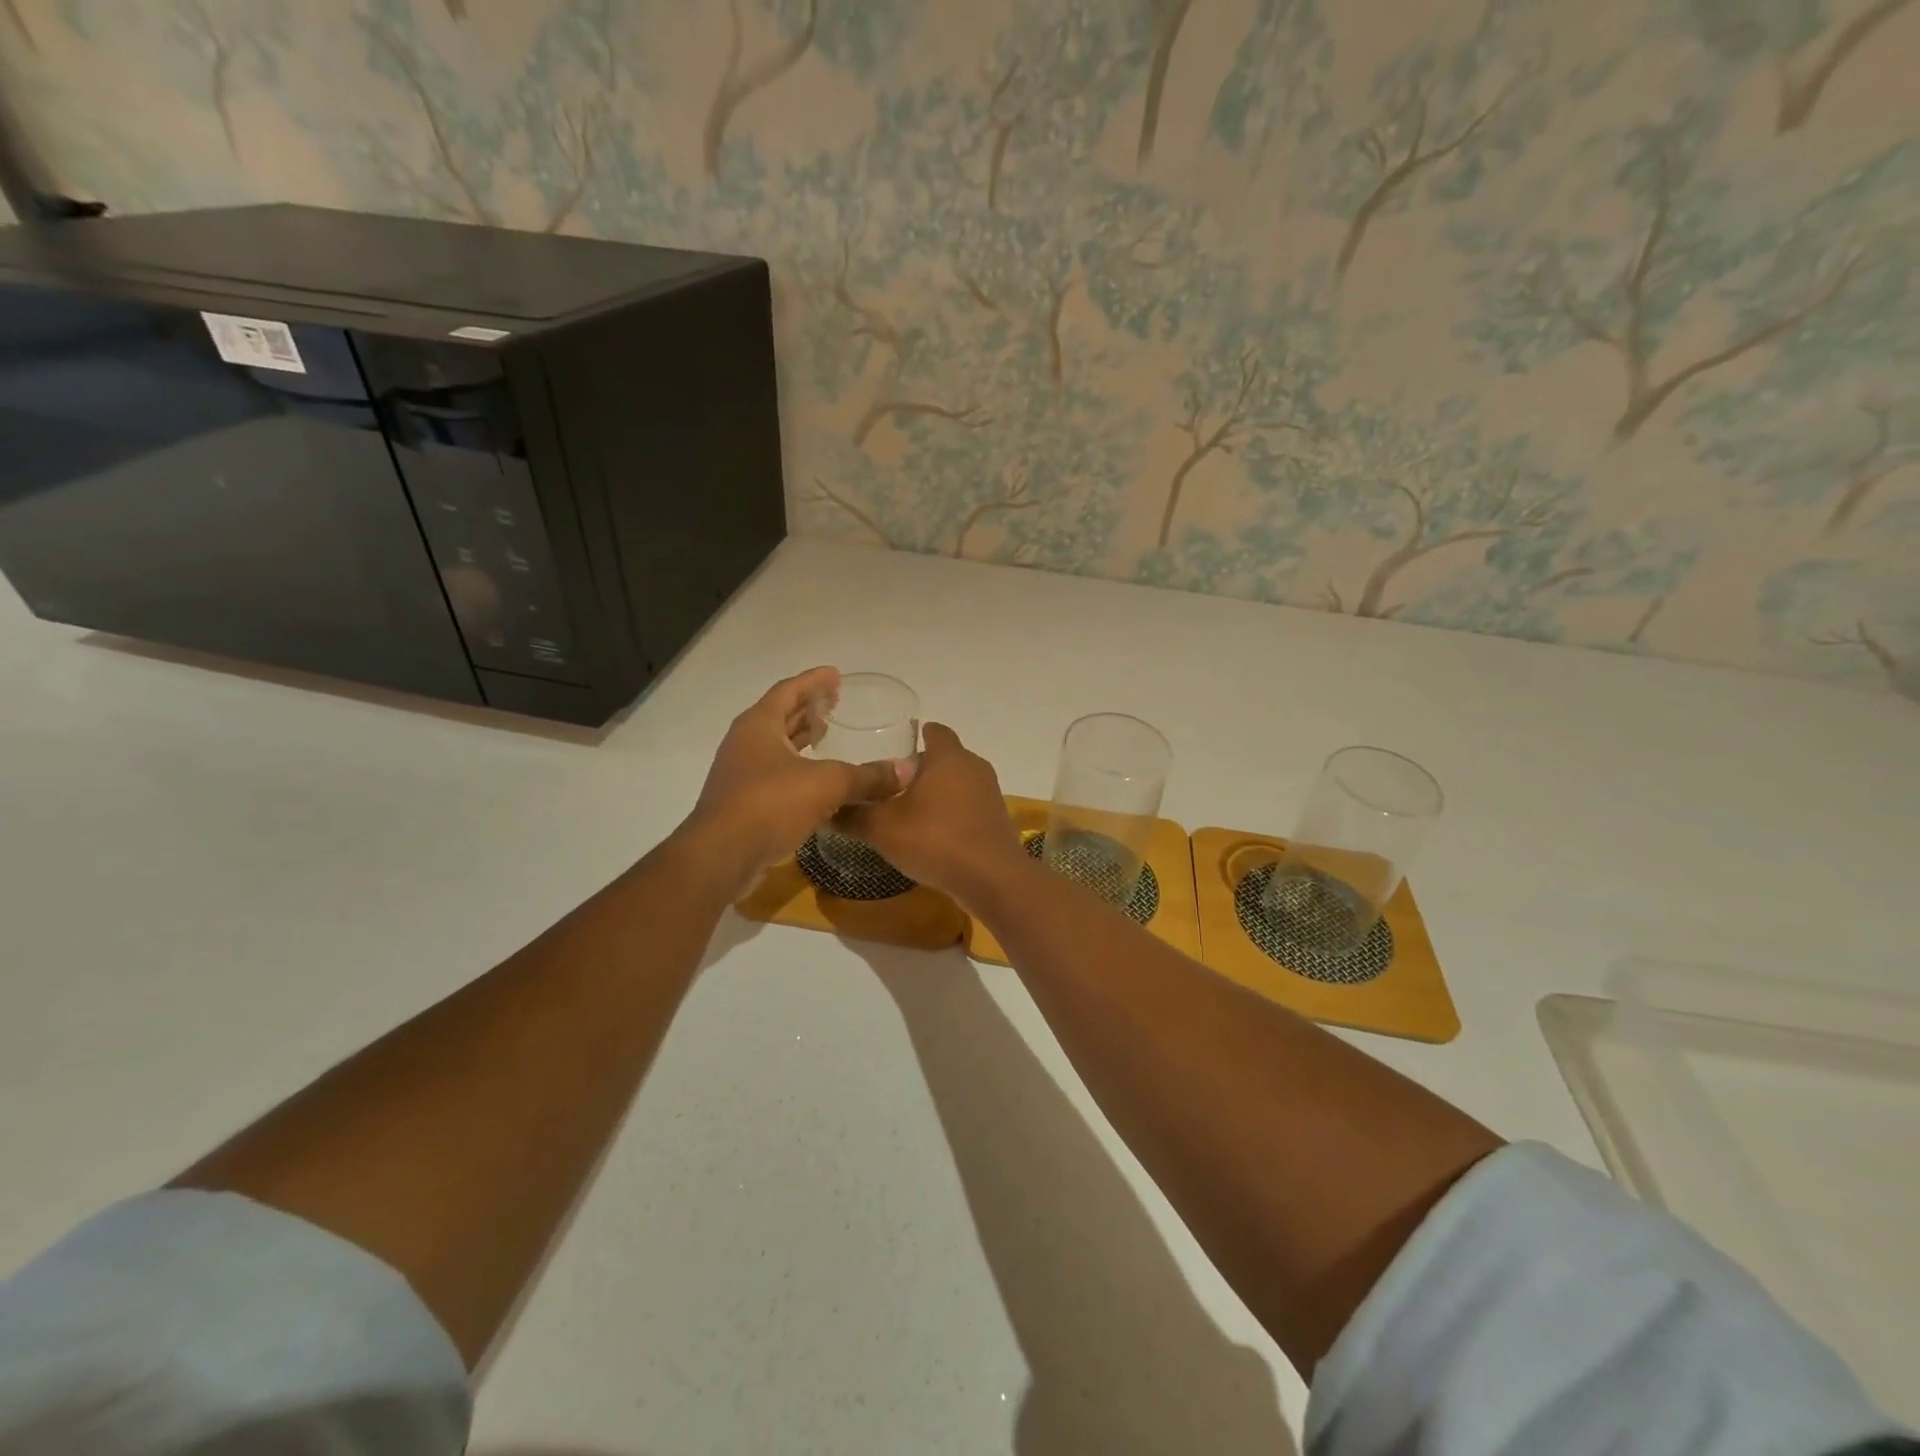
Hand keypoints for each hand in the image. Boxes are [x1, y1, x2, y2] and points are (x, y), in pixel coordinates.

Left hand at [686, 667, 914, 890]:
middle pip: (780, 716)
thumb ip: (867, 776)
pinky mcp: (744, 802)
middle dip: (808, 708)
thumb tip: (907, 770)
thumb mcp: (827, 784)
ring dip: (801, 739)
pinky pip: (776, 774)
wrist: (721, 856)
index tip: (836, 675)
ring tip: (828, 734)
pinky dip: (799, 768)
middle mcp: (746, 743)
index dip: (814, 681)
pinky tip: (819, 781)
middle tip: (836, 702)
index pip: (789, 691)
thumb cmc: (770, 804)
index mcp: (759, 725)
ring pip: (777, 746)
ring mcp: (742, 773)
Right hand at [838, 723, 1026, 907]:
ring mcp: (989, 793)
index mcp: (948, 756)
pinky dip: (950, 814)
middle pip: (943, 758)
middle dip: (919, 769)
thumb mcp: (882, 828)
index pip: (933, 731)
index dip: (912, 736)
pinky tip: (930, 834)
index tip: (890, 751)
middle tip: (888, 786)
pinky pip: (967, 806)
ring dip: (935, 794)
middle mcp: (973, 766)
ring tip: (906, 812)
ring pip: (956, 783)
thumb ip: (853, 814)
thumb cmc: (935, 839)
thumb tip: (827, 807)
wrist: (991, 879)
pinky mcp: (995, 819)